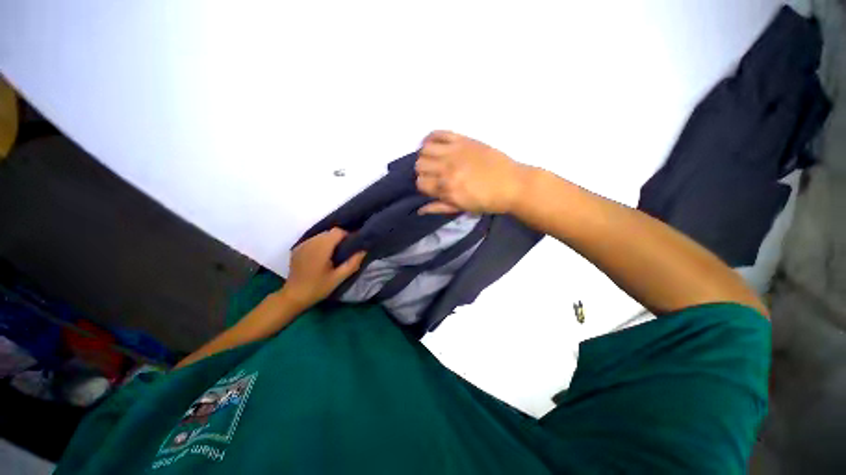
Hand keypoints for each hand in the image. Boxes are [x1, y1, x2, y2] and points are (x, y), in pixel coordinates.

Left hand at [282, 228, 365, 308]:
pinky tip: (321, 256)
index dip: (347, 236)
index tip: (351, 246)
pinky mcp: (297, 249)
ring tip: (333, 254)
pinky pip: (313, 240)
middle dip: (339, 238)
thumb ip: (352, 263)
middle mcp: (311, 242)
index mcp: (322, 248)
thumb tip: (363, 250)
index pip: (337, 231)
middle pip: (329, 232)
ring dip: (329, 241)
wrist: (294, 296)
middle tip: (344, 251)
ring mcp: (302, 245)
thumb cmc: (318, 287)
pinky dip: (320, 244)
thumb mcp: (339, 277)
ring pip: (321, 235)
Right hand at [415, 131, 530, 213]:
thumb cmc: (488, 201)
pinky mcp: (463, 140)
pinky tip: (434, 145)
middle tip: (433, 174)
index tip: (431, 187)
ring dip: (425, 156)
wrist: (512, 185)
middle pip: (419, 165)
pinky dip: (431, 137)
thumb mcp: (462, 208)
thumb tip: (420, 210)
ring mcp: (454, 152)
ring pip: (425, 149)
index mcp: (447, 188)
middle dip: (423, 171)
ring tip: (433, 160)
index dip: (423, 186)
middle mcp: (446, 169)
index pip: (420, 183)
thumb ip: (439, 208)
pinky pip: (439, 133)